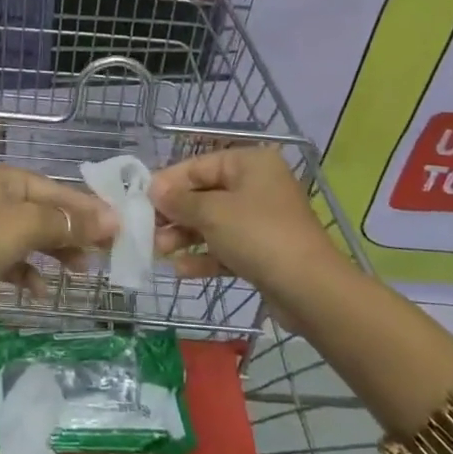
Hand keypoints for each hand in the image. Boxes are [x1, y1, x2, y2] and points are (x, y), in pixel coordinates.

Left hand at [0, 164, 118, 294]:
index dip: (86, 208)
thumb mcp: (30, 225)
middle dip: (73, 232)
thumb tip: (113, 220)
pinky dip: (30, 273)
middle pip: (45, 212)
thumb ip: (70, 222)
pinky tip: (41, 291)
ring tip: (81, 271)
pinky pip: (14, 261)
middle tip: (103, 251)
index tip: (116, 226)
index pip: (55, 189)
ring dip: (57, 253)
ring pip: (32, 237)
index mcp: (5, 179)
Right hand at [148, 146, 333, 286]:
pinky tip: (180, 270)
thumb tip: (154, 189)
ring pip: (214, 223)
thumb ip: (179, 200)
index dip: (169, 182)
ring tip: (158, 252)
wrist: (309, 290)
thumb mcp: (212, 213)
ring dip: (185, 236)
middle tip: (148, 230)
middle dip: (175, 214)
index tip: (142, 200)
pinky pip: (226, 247)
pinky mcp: (264, 252)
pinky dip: (204, 255)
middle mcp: (257, 186)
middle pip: (205, 194)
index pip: (199, 165)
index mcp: (250, 163)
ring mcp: (262, 220)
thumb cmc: (258, 235)